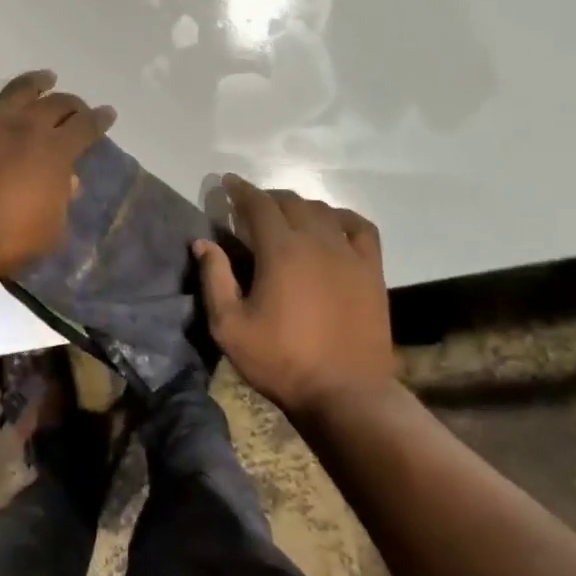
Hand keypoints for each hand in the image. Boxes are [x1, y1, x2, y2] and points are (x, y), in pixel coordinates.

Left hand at [0, 63, 115, 284]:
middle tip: (78, 107)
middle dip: (73, 103)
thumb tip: (68, 180)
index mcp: (55, 152)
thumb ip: (62, 200)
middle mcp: (26, 127)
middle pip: (57, 104)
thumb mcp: (50, 230)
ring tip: (47, 77)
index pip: (86, 127)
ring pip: (19, 90)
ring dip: (36, 82)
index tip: (108, 114)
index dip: (100, 119)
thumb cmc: (5, 240)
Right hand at [193, 175, 398, 417]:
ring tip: (287, 216)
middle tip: (251, 206)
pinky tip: (333, 224)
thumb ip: (214, 279)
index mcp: (280, 250)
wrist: (345, 393)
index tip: (227, 182)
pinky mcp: (372, 270)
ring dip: (300, 206)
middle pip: (291, 202)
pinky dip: (342, 218)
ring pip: (323, 211)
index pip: (258, 204)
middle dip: (267, 198)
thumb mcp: (230, 327)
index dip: (241, 189)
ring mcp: (349, 254)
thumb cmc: (281, 361)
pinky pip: (360, 227)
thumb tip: (203, 242)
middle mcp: (317, 241)